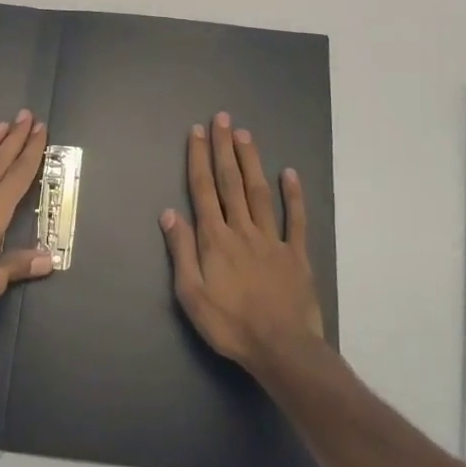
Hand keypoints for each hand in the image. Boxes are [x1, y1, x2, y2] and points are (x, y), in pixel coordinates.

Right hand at [161, 112, 323, 371]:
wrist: (281, 348)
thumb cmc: (230, 325)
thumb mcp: (191, 294)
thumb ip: (180, 251)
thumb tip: (169, 212)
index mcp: (215, 239)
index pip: (203, 189)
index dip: (199, 158)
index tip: (198, 132)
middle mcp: (242, 229)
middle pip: (231, 182)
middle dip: (225, 148)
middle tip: (223, 119)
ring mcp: (272, 239)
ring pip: (260, 192)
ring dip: (251, 161)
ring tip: (245, 135)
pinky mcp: (296, 253)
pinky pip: (295, 219)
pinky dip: (293, 195)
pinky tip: (290, 173)